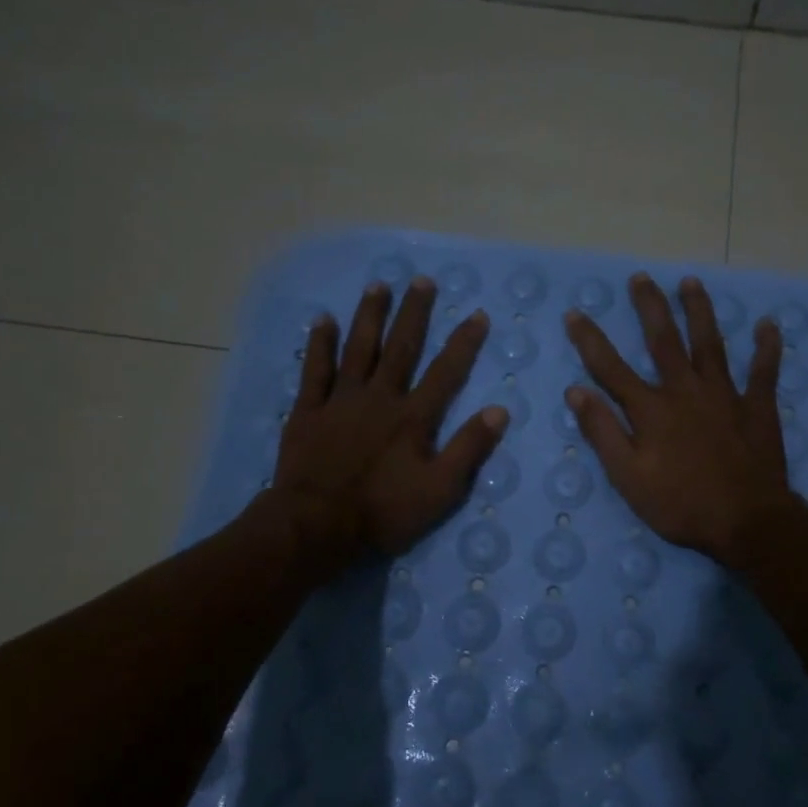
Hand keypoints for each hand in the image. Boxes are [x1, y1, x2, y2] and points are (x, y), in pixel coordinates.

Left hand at [269, 277, 506, 573]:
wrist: (316, 526)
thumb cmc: (383, 512)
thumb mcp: (440, 490)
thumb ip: (469, 449)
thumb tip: (499, 410)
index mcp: (413, 417)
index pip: (446, 372)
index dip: (463, 342)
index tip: (477, 314)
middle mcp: (380, 398)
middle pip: (401, 348)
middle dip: (414, 313)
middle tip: (422, 280)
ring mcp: (341, 401)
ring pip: (358, 349)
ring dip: (370, 316)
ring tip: (378, 285)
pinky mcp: (309, 411)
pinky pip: (315, 370)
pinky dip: (319, 344)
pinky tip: (323, 320)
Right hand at [564, 273, 797, 568]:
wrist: (746, 522)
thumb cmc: (681, 505)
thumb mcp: (628, 478)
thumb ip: (603, 433)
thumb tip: (576, 391)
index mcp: (651, 410)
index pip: (611, 368)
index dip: (590, 340)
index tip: (575, 313)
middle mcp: (685, 391)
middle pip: (664, 341)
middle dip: (650, 307)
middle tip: (641, 278)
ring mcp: (725, 395)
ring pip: (710, 343)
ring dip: (700, 311)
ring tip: (691, 282)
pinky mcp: (757, 407)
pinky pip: (764, 371)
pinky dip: (767, 347)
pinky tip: (769, 324)